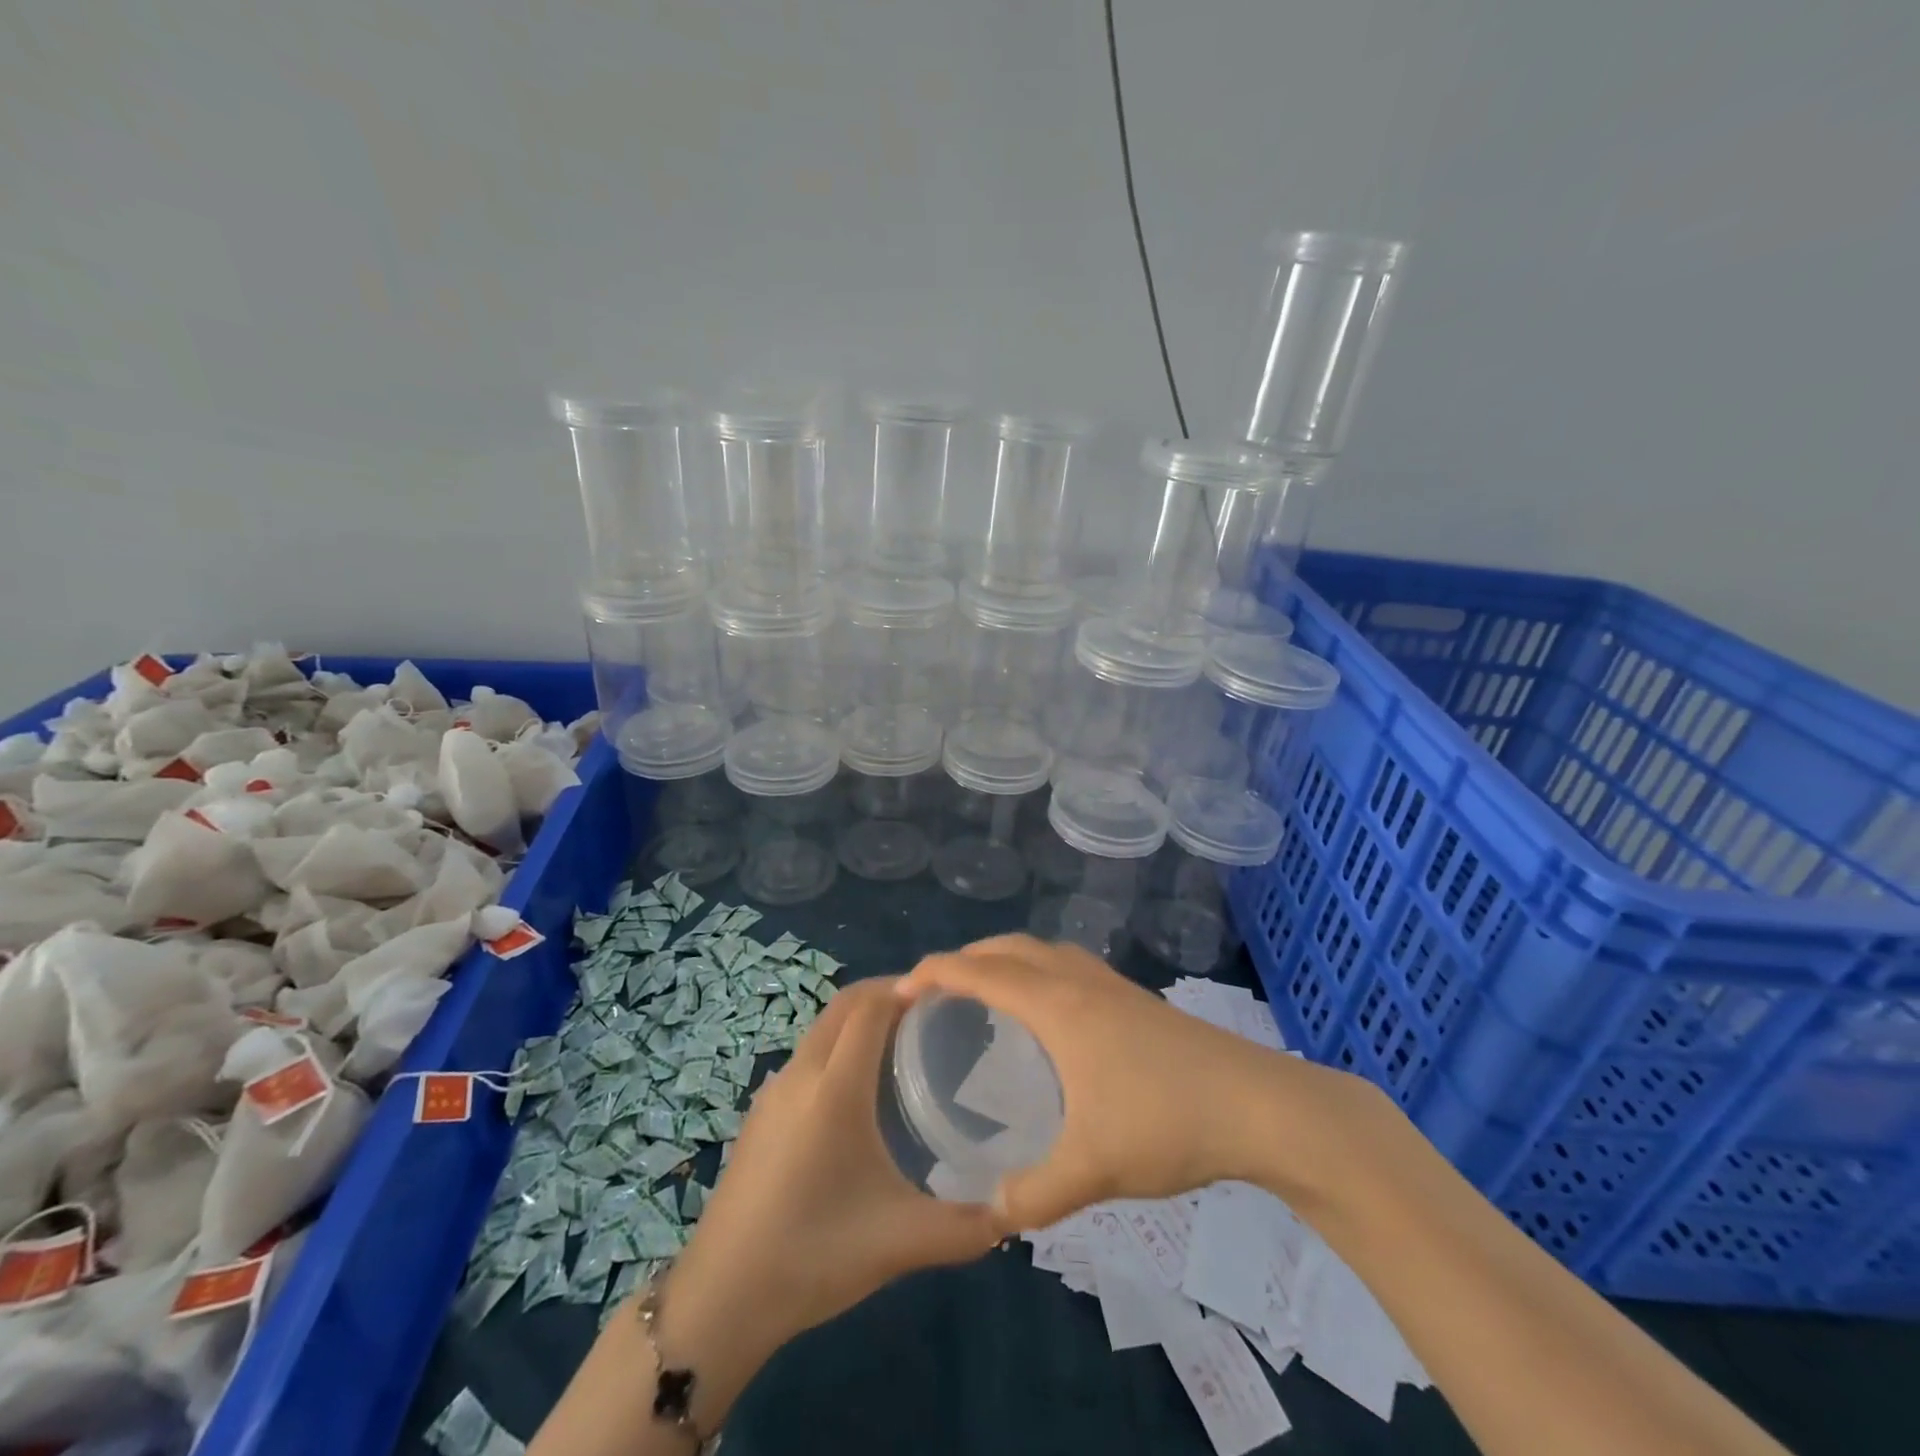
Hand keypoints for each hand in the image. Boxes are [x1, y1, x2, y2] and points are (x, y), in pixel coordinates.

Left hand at [659, 978, 1001, 1387]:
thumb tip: (1016, 1211)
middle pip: (845, 1004)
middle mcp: (802, 1072)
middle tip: (933, 1013)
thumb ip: (967, 1227)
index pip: (871, 1006)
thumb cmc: (814, 1255)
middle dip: (887, 993)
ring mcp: (774, 1090)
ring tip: (905, 1045)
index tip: (949, 994)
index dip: (908, 988)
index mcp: (835, 1086)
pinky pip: (808, 1055)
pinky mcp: (761, 1112)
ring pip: (823, 1027)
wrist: (720, 1298)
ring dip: (860, 1018)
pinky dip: (839, 1044)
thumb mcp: (900, 1242)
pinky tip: (860, 1091)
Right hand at [899, 935, 1383, 1231]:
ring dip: (1005, 959)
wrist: (1259, 1104)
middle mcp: (1077, 981)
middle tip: (936, 993)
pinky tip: (1047, 1016)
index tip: (900, 990)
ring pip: (1042, 951)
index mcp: (1057, 1005)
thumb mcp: (1094, 1169)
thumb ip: (1035, 1196)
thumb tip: (991, 1214)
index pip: (980, 971)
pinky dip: (1038, 971)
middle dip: (965, 959)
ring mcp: (1111, 984)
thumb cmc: (1167, 1121)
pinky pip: (1068, 966)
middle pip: (1008, 948)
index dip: (935, 972)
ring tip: (985, 995)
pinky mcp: (1136, 998)